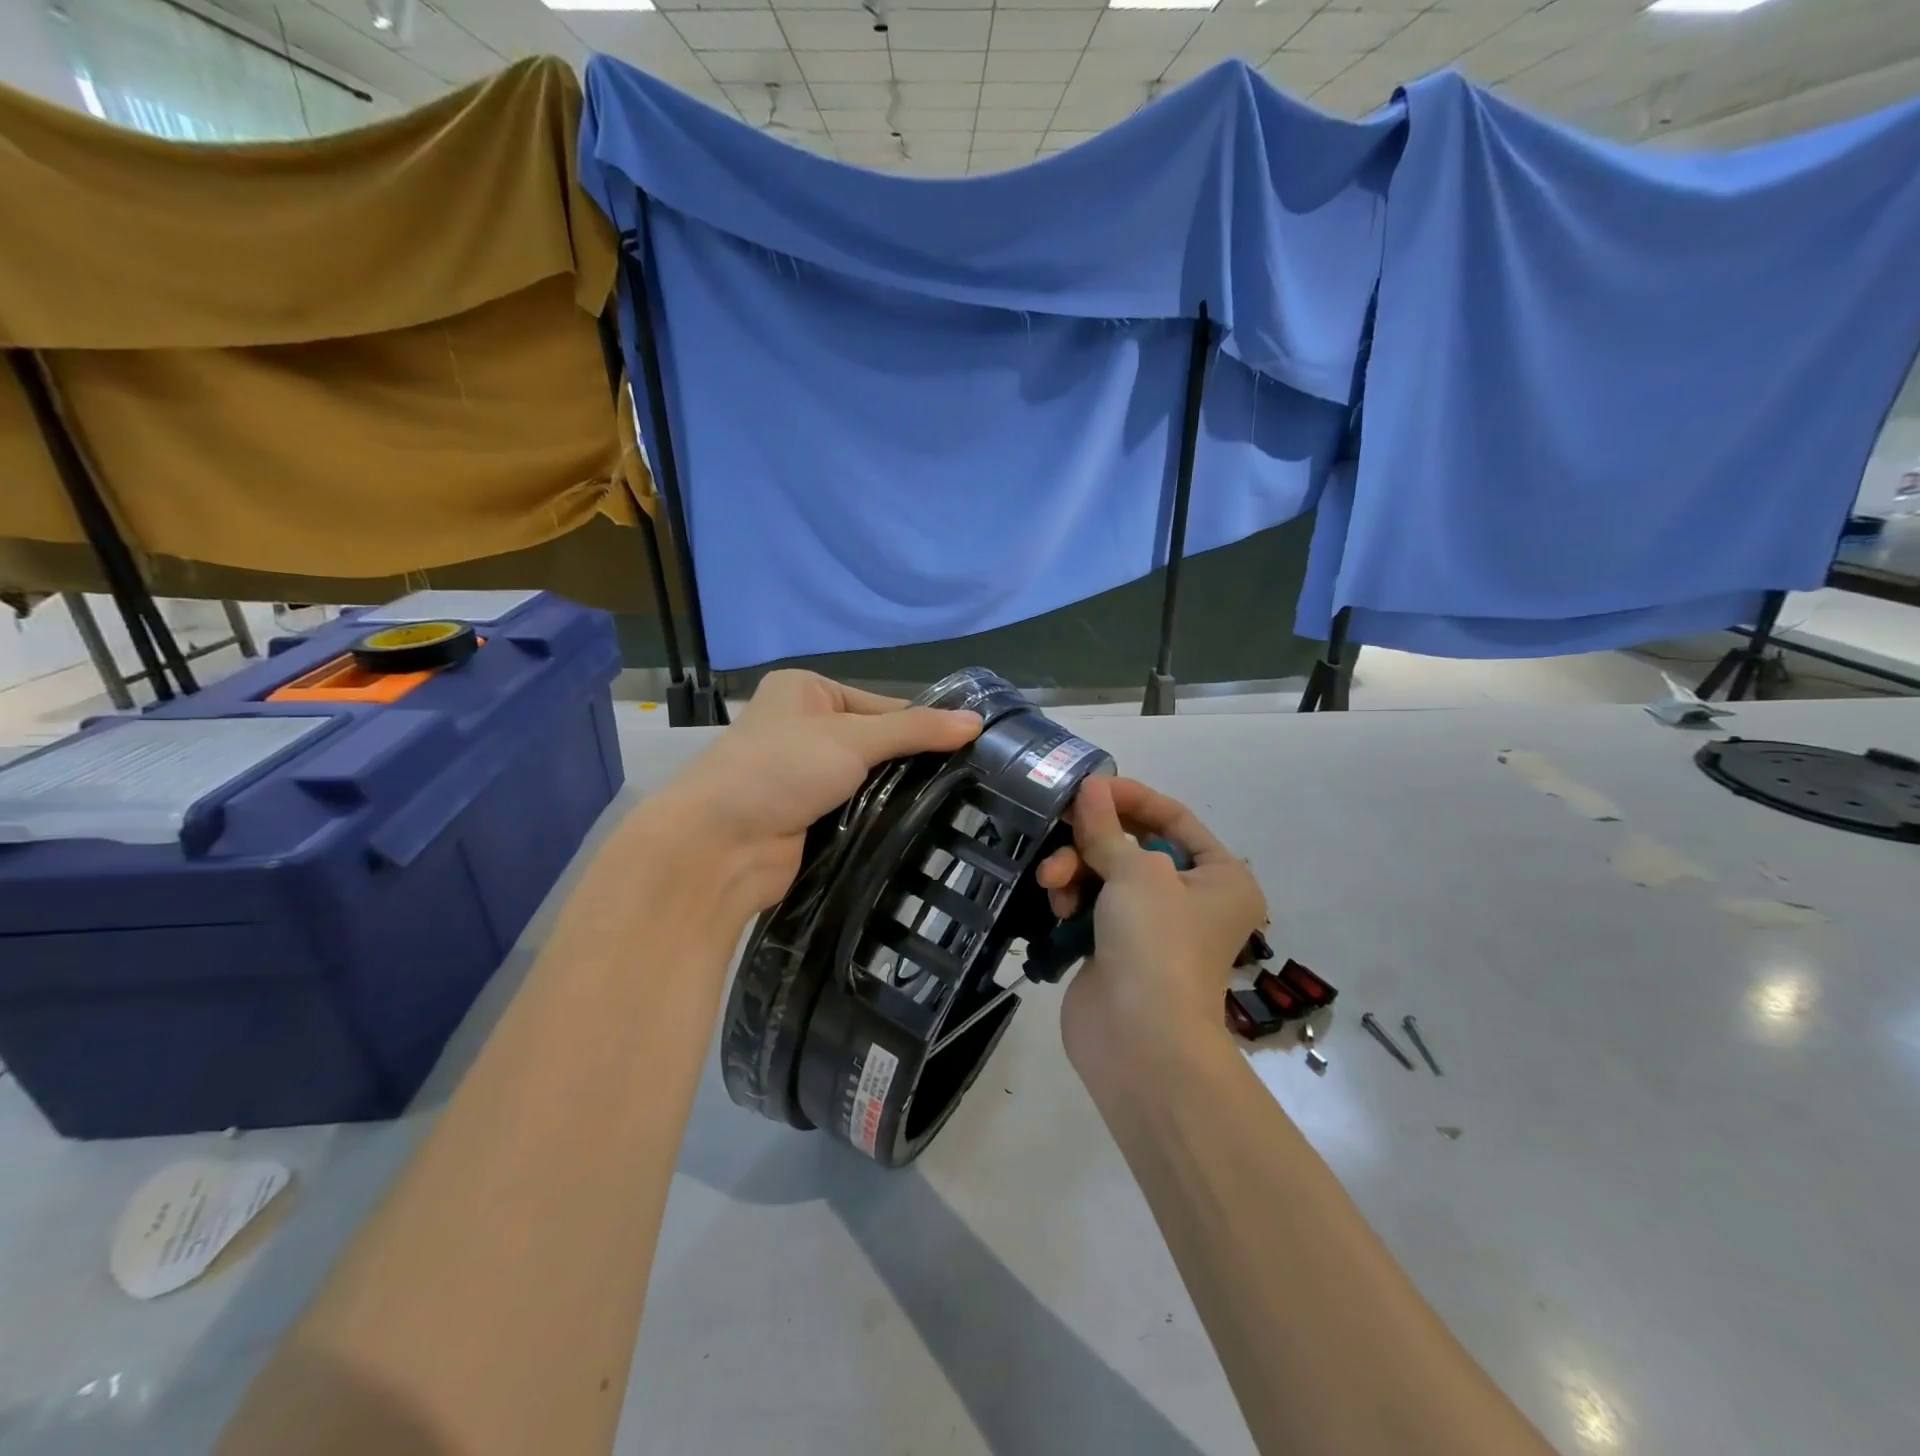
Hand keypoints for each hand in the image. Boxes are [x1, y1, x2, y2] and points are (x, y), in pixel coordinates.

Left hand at [647, 671, 980, 918]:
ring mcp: (803, 776)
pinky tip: (920, 828)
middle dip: (912, 763)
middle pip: (876, 743)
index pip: (882, 703)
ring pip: (868, 781)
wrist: (719, 846)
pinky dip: (881, 820)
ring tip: (956, 806)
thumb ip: (916, 731)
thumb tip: (977, 721)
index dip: (922, 725)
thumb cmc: (782, 769)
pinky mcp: (807, 818)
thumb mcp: (854, 738)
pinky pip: (856, 812)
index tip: (970, 748)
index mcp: (806, 691)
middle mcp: (803, 728)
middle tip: (969, 781)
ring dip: (898, 795)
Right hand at [1035, 776, 1267, 1058]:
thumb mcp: (1134, 872)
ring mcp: (1152, 927)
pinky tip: (1055, 903)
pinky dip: (1072, 898)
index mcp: (1219, 877)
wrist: (1139, 1041)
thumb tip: (1090, 787)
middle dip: (1093, 839)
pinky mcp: (1116, 948)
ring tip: (1052, 881)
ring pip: (1105, 875)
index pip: (1174, 818)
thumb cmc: (1156, 943)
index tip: (1089, 785)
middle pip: (1134, 846)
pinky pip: (1090, 905)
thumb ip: (1106, 827)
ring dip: (1075, 869)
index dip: (1132, 796)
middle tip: (1060, 827)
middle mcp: (1191, 899)